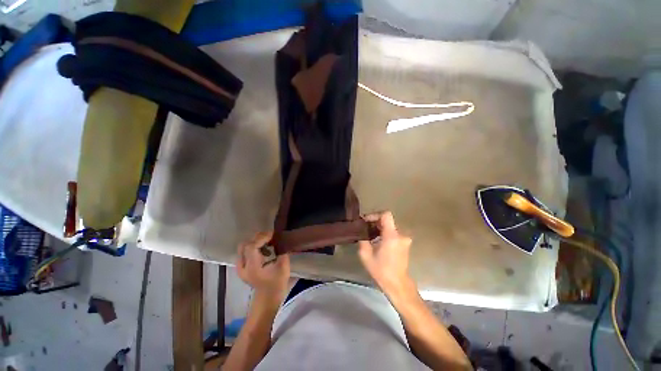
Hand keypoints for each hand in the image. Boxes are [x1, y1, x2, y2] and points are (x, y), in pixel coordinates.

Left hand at [237, 231, 290, 300]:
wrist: (267, 298)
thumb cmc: (277, 284)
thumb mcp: (284, 268)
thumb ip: (282, 252)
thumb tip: (282, 240)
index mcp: (253, 268)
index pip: (251, 246)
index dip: (262, 238)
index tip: (273, 234)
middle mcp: (243, 267)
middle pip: (245, 245)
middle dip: (258, 238)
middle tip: (270, 237)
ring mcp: (240, 268)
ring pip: (243, 247)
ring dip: (255, 242)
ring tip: (268, 243)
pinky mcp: (241, 267)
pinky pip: (244, 251)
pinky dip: (253, 247)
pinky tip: (264, 250)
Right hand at [359, 212, 414, 299]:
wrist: (397, 284)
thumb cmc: (381, 270)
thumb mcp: (365, 255)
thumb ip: (362, 239)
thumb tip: (360, 230)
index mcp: (392, 236)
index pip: (385, 214)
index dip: (374, 215)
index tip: (365, 221)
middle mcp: (401, 234)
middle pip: (387, 220)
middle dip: (375, 222)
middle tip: (364, 228)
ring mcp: (404, 239)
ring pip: (389, 226)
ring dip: (379, 228)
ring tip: (369, 235)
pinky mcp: (405, 243)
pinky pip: (393, 232)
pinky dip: (384, 233)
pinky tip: (377, 240)